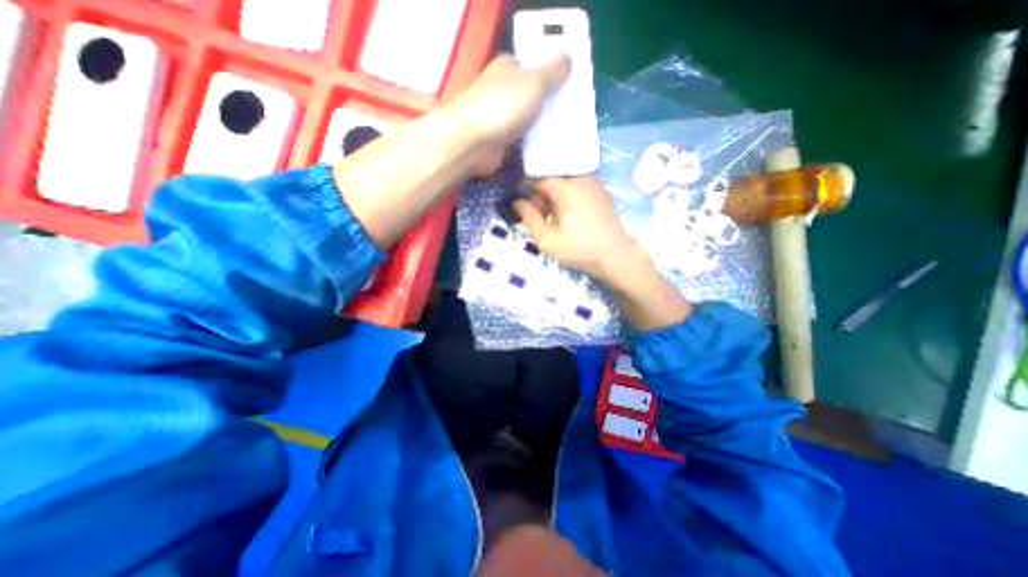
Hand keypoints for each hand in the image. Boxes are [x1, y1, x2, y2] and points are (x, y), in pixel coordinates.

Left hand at [443, 54, 570, 170]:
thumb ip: (552, 72)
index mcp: (506, 69)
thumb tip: (567, 57)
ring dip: (539, 129)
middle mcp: (499, 91)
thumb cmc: (502, 107)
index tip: (567, 87)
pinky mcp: (497, 143)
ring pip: (525, 122)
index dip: (548, 75)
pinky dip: (530, 147)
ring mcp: (497, 119)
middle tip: (569, 114)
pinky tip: (547, 151)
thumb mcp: (534, 83)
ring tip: (563, 134)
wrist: (472, 143)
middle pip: (528, 97)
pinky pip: (519, 143)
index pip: (529, 67)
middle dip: (546, 105)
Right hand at [513, 175, 639, 283]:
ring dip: (556, 200)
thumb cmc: (579, 249)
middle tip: (543, 221)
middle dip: (543, 199)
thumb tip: (517, 202)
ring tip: (557, 222)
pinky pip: (578, 189)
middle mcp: (581, 179)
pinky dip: (569, 199)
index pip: (538, 180)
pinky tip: (572, 219)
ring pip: (565, 185)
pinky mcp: (602, 193)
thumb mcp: (547, 239)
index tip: (528, 214)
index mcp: (567, 188)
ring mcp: (595, 184)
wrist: (616, 256)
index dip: (529, 196)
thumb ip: (529, 218)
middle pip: (552, 181)